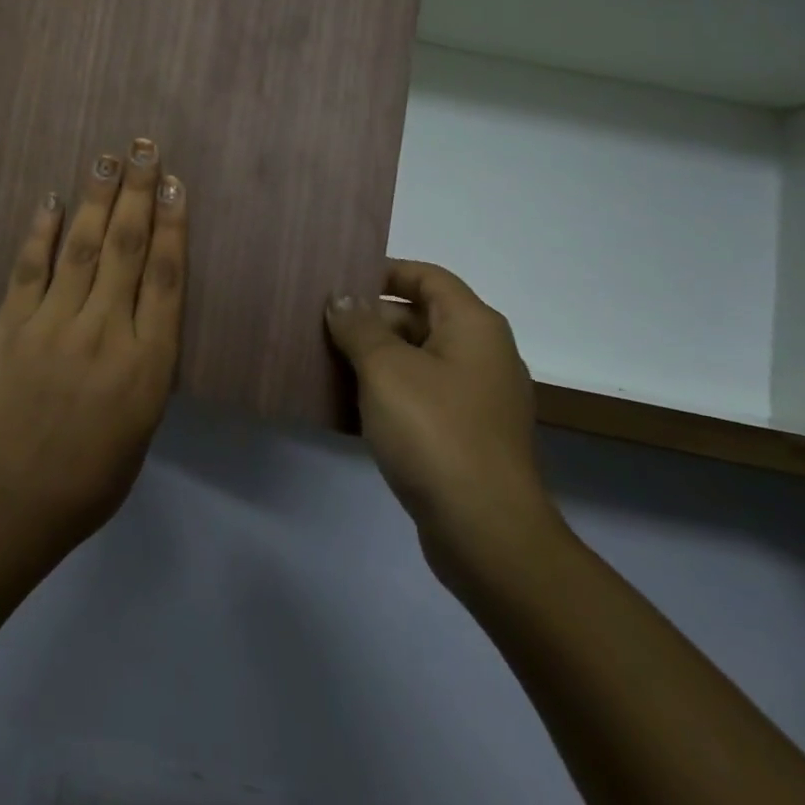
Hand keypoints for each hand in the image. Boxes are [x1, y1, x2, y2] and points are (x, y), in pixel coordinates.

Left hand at [0, 139, 186, 558]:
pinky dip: (40, 232)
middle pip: (127, 249)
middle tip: (144, 149)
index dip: (173, 225)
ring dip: (95, 198)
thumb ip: (146, 366)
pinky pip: (29, 268)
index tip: (174, 185)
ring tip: (106, 158)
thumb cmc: (87, 480)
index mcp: (147, 364)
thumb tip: (143, 314)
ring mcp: (54, 325)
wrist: (6, 504)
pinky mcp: (11, 325)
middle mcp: (106, 332)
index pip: (167, 278)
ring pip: (81, 247)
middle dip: (137, 194)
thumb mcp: (142, 428)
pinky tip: (50, 199)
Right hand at [326, 262, 559, 587]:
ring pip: (416, 361)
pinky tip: (346, 405)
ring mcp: (476, 398)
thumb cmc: (435, 432)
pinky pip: (420, 397)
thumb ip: (359, 327)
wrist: (486, 532)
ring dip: (373, 359)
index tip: (339, 280)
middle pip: (420, 317)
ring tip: (322, 359)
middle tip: (319, 324)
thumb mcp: (386, 369)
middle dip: (370, 320)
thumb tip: (342, 298)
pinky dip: (386, 394)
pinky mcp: (465, 436)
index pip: (427, 277)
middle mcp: (482, 354)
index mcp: (473, 326)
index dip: (384, 272)